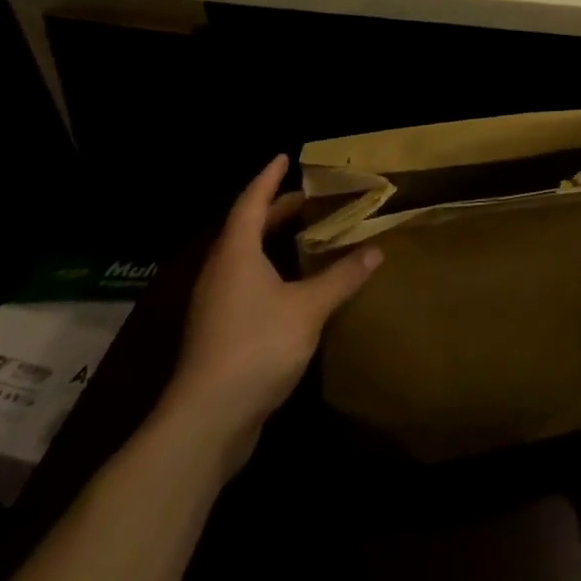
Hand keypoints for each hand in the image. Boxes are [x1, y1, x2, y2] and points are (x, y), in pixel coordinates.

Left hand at [160, 155, 380, 466]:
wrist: (205, 422)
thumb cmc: (256, 347)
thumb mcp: (309, 307)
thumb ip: (342, 276)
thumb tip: (375, 250)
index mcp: (236, 254)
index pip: (250, 202)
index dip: (268, 178)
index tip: (284, 157)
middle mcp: (220, 273)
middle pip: (246, 229)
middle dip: (277, 211)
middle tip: (310, 199)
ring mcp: (215, 306)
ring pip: (245, 259)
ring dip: (273, 243)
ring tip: (306, 236)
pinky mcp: (218, 334)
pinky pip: (246, 285)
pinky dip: (271, 272)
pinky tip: (295, 286)